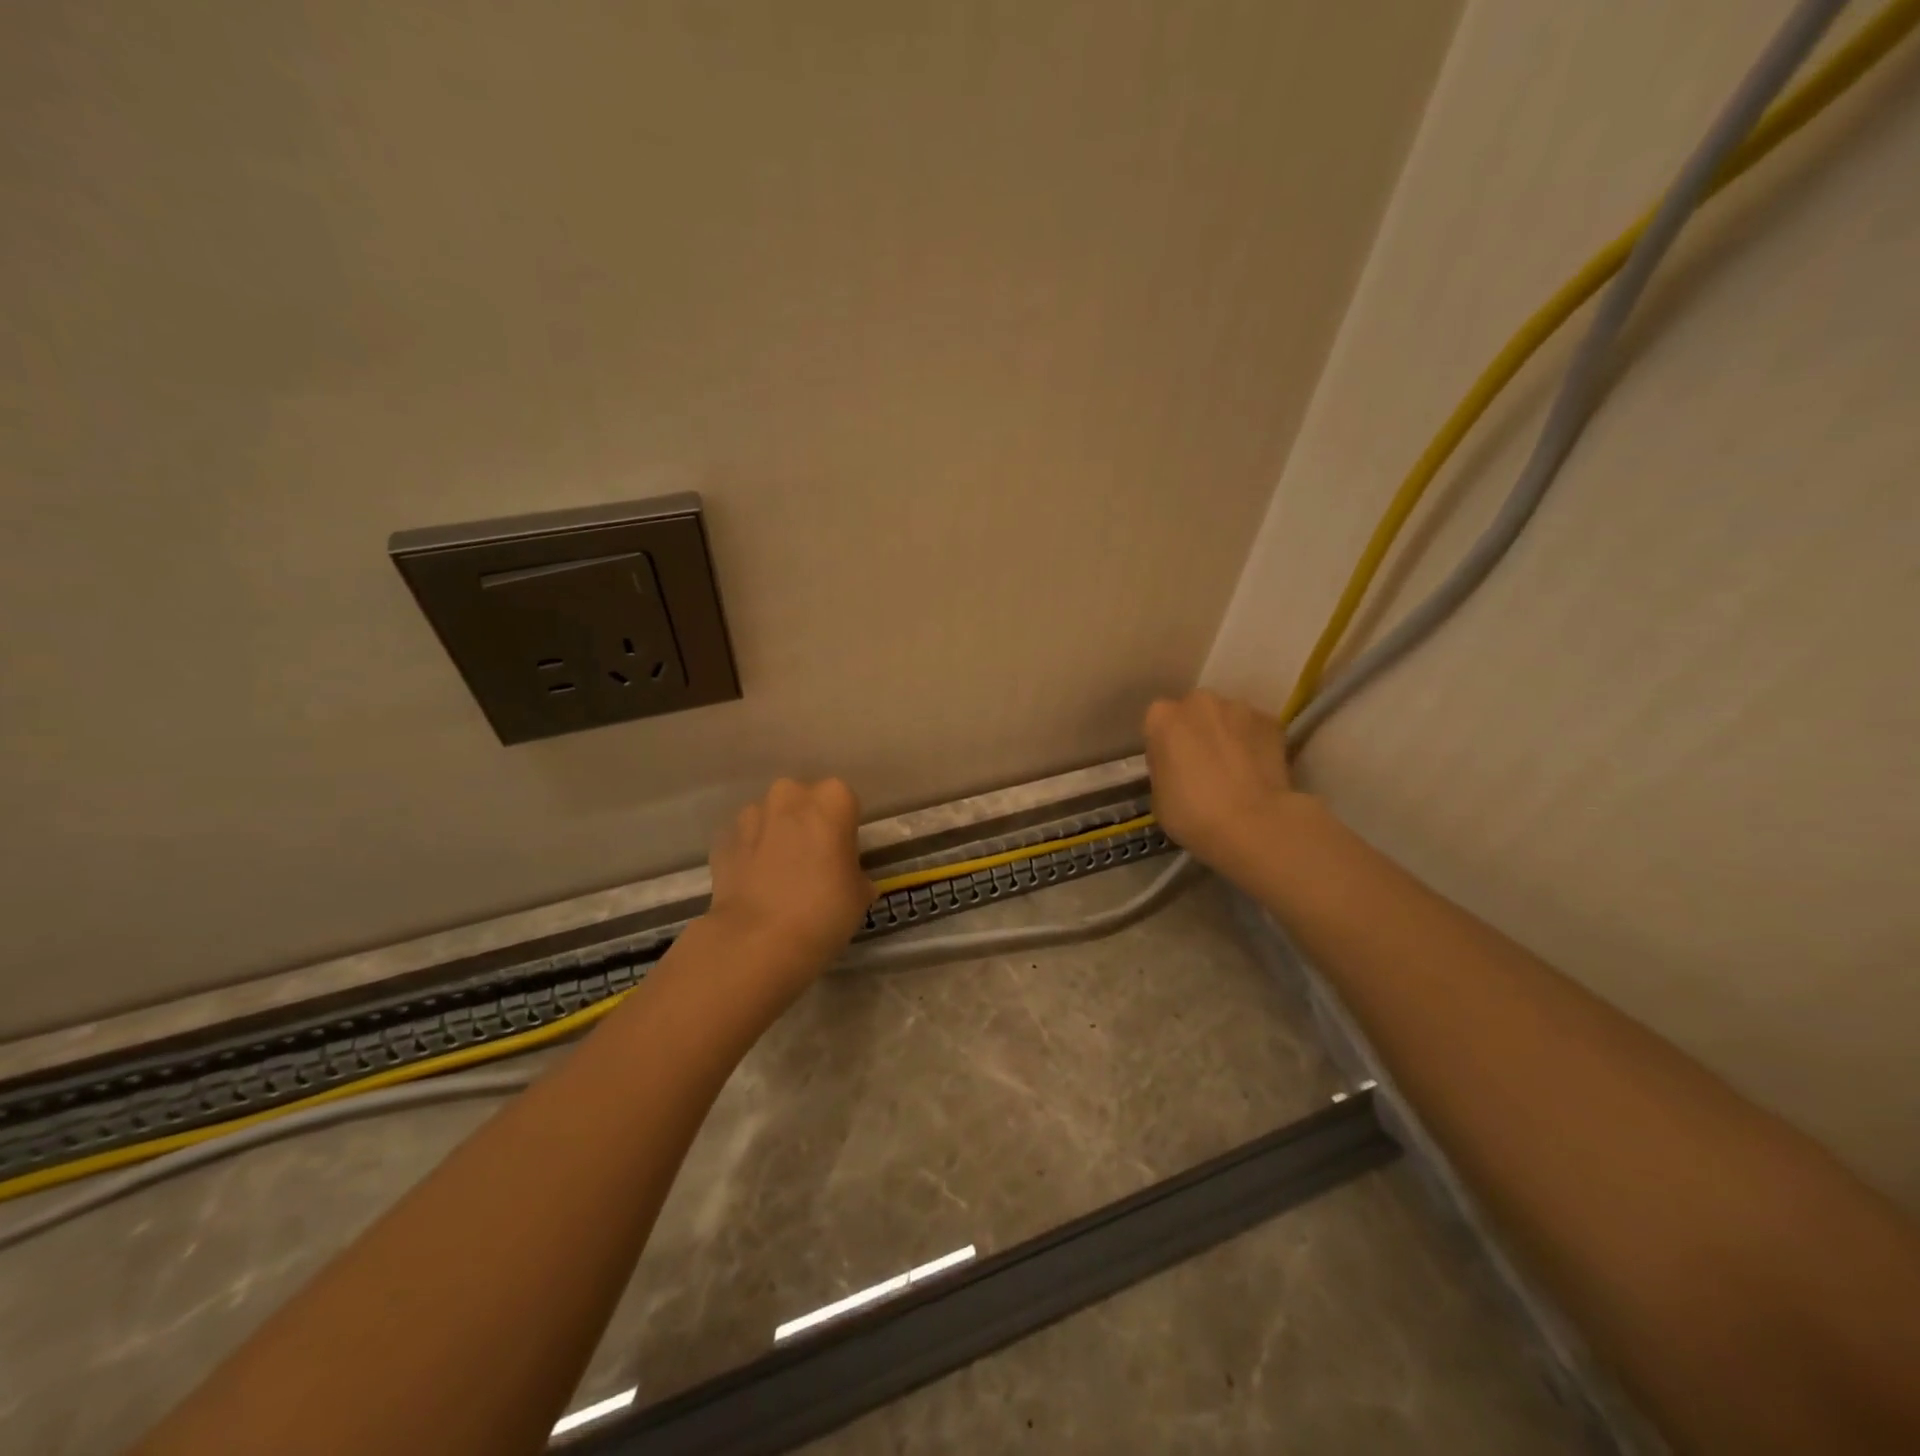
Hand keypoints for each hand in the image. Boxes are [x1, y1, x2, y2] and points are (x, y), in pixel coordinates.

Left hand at [705, 777, 873, 994]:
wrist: (757, 941)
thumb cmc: (823, 911)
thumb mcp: (860, 894)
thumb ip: (854, 873)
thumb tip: (847, 877)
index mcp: (832, 799)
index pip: (845, 803)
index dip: (844, 830)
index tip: (842, 857)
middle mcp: (790, 795)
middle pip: (804, 802)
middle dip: (807, 824)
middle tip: (812, 863)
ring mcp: (751, 814)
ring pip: (771, 817)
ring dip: (777, 836)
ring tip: (779, 877)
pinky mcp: (722, 838)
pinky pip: (745, 840)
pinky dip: (750, 854)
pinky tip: (755, 885)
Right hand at [1143, 690, 1297, 883]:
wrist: (1252, 824)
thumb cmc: (1191, 814)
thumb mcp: (1158, 796)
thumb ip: (1164, 769)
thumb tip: (1178, 768)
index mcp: (1161, 717)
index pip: (1158, 724)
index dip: (1165, 747)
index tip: (1172, 768)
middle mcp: (1198, 702)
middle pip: (1194, 712)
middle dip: (1197, 732)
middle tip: (1203, 765)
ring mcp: (1238, 708)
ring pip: (1227, 718)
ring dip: (1227, 735)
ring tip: (1235, 769)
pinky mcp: (1271, 721)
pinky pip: (1256, 729)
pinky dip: (1256, 743)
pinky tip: (1258, 771)